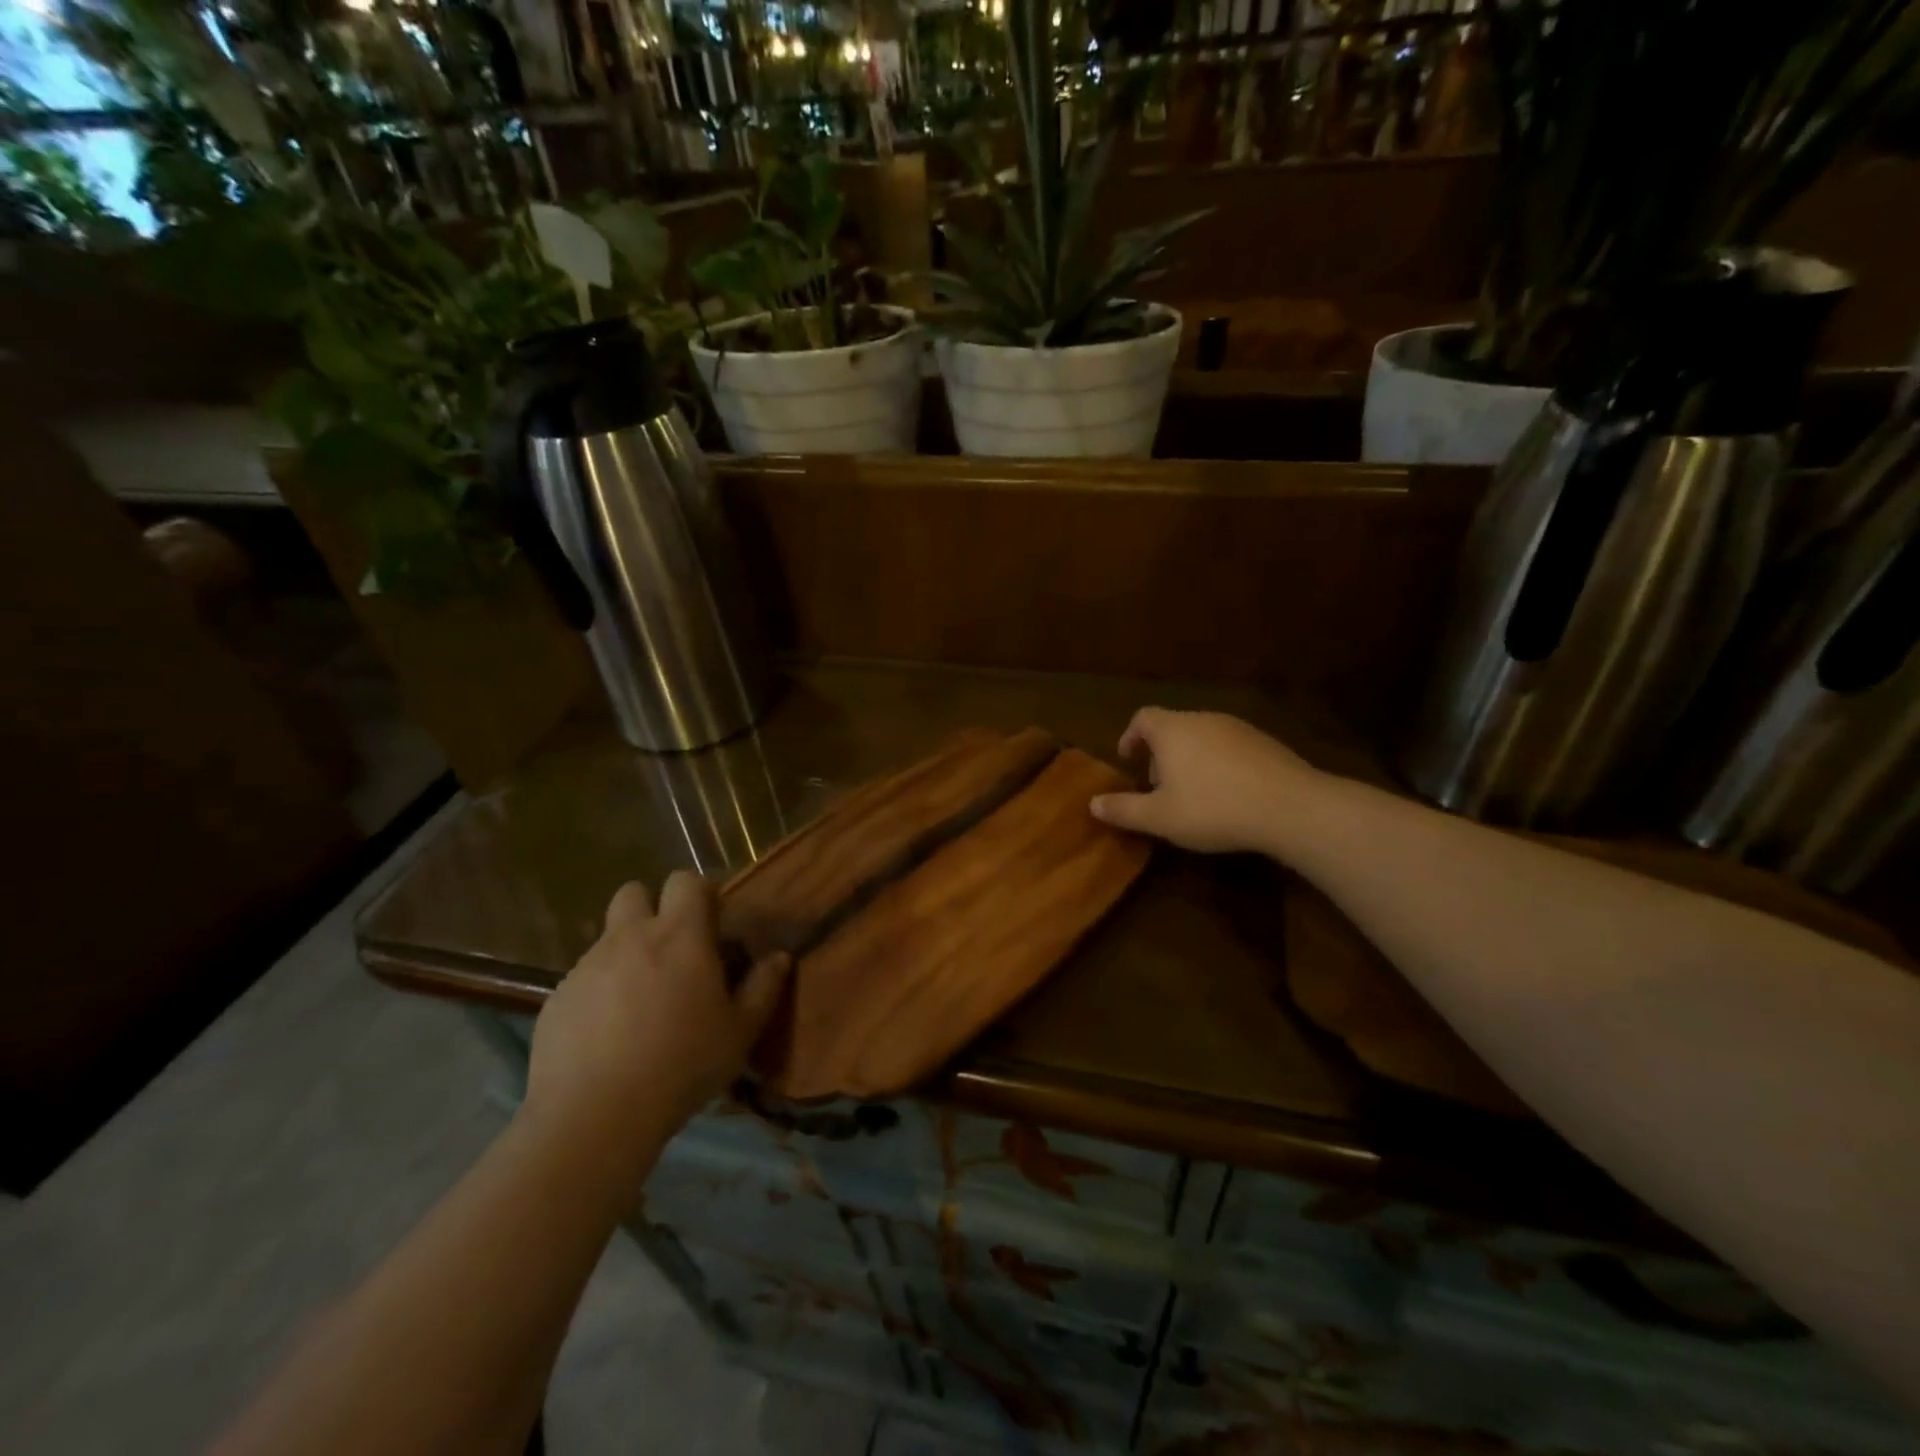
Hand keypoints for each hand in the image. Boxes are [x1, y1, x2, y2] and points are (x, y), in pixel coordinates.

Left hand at [525, 873, 788, 1163]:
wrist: (594, 1116)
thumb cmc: (682, 1066)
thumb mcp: (739, 1032)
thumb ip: (764, 987)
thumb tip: (779, 957)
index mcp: (680, 936)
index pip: (685, 881)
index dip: (699, 893)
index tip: (711, 922)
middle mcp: (630, 937)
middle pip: (634, 892)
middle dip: (651, 908)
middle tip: (669, 949)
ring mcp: (587, 965)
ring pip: (607, 938)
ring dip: (626, 952)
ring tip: (639, 1000)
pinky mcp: (557, 997)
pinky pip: (583, 978)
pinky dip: (598, 991)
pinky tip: (607, 1034)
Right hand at [1090, 707, 1322, 855]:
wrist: (1291, 807)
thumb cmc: (1213, 808)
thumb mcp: (1160, 818)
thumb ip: (1124, 809)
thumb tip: (1092, 803)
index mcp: (1172, 730)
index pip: (1142, 718)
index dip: (1130, 736)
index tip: (1128, 759)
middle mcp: (1203, 719)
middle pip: (1173, 726)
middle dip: (1161, 753)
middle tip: (1158, 786)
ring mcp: (1238, 728)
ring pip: (1202, 736)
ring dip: (1190, 759)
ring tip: (1193, 794)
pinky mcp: (1266, 743)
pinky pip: (1230, 747)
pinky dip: (1219, 764)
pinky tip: (1229, 795)